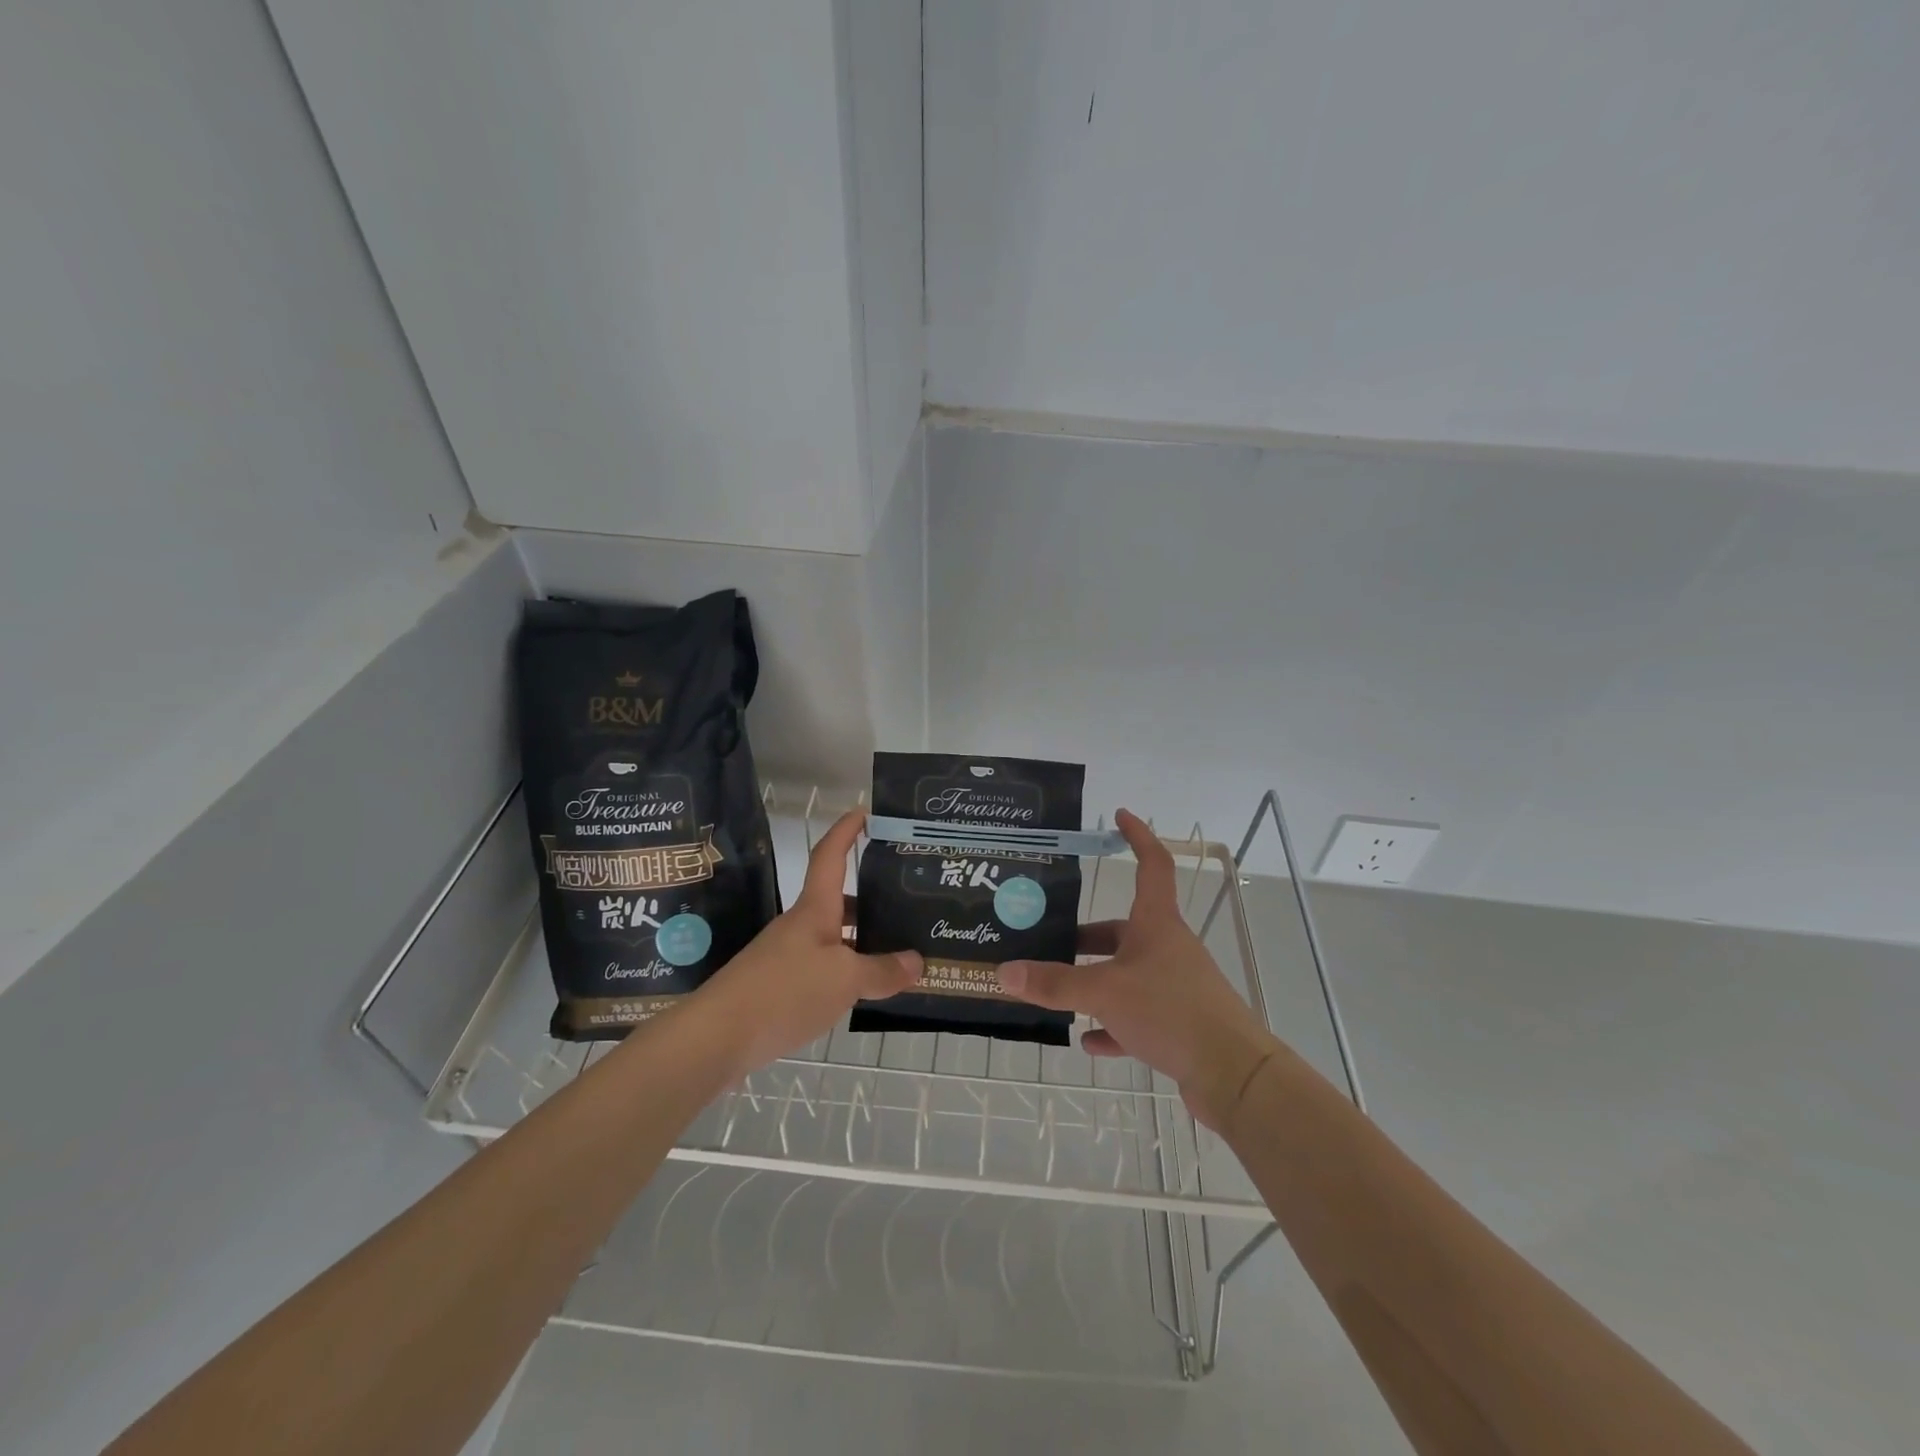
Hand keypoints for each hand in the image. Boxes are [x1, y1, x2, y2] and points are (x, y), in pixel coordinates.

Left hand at [697, 809, 921, 1077]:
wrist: (718, 1038)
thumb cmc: (784, 991)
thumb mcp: (844, 980)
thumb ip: (881, 970)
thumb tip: (918, 962)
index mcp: (814, 909)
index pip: (831, 856)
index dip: (846, 831)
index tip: (864, 811)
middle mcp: (801, 926)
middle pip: (838, 900)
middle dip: (871, 897)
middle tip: (908, 900)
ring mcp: (788, 957)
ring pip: (834, 938)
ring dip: (863, 939)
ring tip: (901, 949)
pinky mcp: (781, 988)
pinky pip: (825, 969)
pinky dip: (848, 972)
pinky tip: (867, 989)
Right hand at [995, 808, 1282, 1130]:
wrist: (1233, 1074)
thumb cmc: (1171, 1011)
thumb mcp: (1103, 993)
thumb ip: (1053, 983)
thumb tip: (1004, 972)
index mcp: (1156, 924)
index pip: (1151, 864)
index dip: (1137, 837)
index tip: (1120, 815)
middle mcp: (1167, 948)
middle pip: (1123, 929)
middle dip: (1086, 937)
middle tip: (1050, 942)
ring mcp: (1175, 986)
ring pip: (1127, 974)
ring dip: (1095, 981)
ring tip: (1058, 991)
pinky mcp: (1179, 1024)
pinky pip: (1138, 1015)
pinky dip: (1112, 1024)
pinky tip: (1089, 1040)